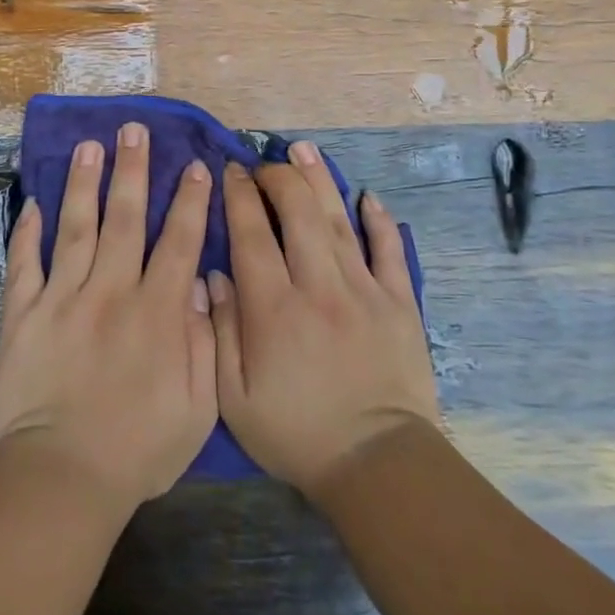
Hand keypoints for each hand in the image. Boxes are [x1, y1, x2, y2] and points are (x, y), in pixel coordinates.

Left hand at [0, 123, 217, 512]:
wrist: (63, 480)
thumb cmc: (138, 450)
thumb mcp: (198, 408)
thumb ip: (204, 341)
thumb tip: (199, 283)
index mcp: (157, 312)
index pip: (179, 241)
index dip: (191, 201)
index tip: (197, 166)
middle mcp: (111, 291)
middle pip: (125, 217)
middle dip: (133, 169)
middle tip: (134, 130)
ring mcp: (62, 299)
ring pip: (76, 227)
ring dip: (83, 183)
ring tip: (88, 145)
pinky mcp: (22, 315)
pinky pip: (24, 264)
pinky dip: (26, 232)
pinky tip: (31, 203)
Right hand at [208, 141, 438, 495]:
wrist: (376, 465)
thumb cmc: (295, 432)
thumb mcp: (234, 398)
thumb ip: (220, 331)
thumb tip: (215, 274)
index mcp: (274, 308)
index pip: (252, 234)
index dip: (238, 196)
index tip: (230, 172)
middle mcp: (318, 287)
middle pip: (298, 213)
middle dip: (277, 178)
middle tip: (264, 164)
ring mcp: (364, 291)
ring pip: (340, 221)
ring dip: (320, 181)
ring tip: (304, 149)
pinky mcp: (400, 303)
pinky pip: (390, 251)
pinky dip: (379, 221)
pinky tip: (368, 196)